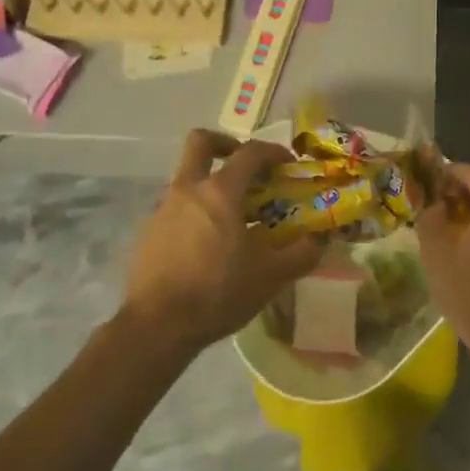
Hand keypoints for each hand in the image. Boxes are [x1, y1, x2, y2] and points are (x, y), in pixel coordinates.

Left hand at [118, 131, 321, 354]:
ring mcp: (163, 210)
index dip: (273, 151)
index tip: (288, 164)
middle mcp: (188, 190)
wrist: (156, 327)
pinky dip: (195, 215)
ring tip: (234, 220)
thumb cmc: (218, 292)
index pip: (250, 152)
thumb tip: (321, 239)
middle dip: (225, 144)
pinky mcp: (148, 234)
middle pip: (201, 143)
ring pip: (188, 179)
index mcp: (220, 192)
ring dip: (211, 186)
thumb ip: (301, 253)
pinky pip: (176, 210)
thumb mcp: (271, 276)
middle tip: (245, 167)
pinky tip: (208, 247)